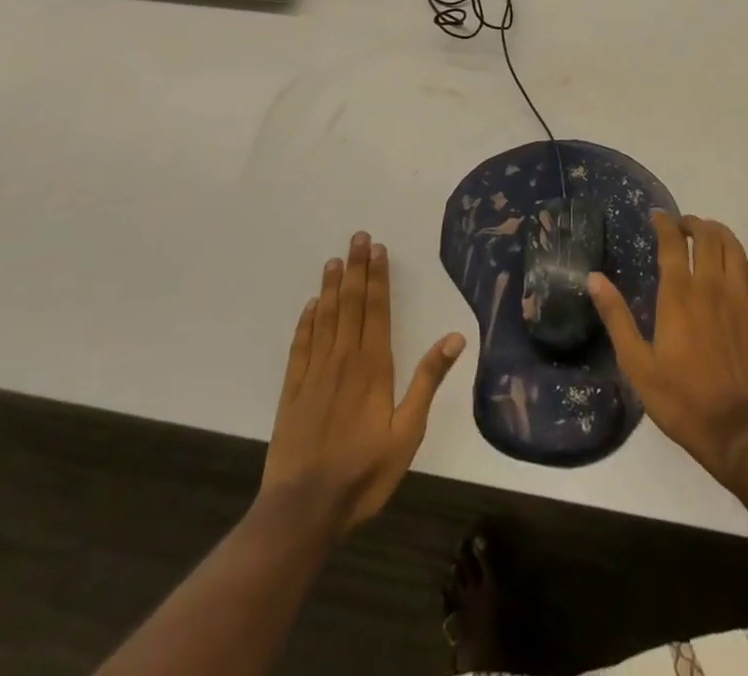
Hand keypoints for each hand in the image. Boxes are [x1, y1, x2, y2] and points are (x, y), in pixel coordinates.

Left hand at [258, 231, 466, 533]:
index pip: (377, 310)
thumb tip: (455, 337)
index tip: (378, 249)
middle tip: (357, 237)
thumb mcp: (407, 432)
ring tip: (335, 260)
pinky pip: (300, 346)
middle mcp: (344, 360)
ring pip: (325, 319)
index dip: (378, 278)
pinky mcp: (292, 391)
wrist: (304, 509)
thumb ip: (428, 381)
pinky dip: (306, 322)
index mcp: (373, 367)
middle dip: (356, 269)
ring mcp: (314, 374)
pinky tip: (310, 306)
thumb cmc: (364, 472)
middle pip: (351, 305)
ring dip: (331, 287)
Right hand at [589, 211, 747, 487]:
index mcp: (679, 294)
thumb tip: (594, 278)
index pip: (672, 242)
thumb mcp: (637, 363)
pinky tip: (737, 265)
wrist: (739, 429)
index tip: (657, 216)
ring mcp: (741, 297)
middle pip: (708, 236)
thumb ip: (616, 317)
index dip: (665, 223)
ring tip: (709, 235)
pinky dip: (743, 260)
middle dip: (694, 223)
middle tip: (683, 226)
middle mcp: (711, 285)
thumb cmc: (681, 398)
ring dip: (719, 233)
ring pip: (734, 247)